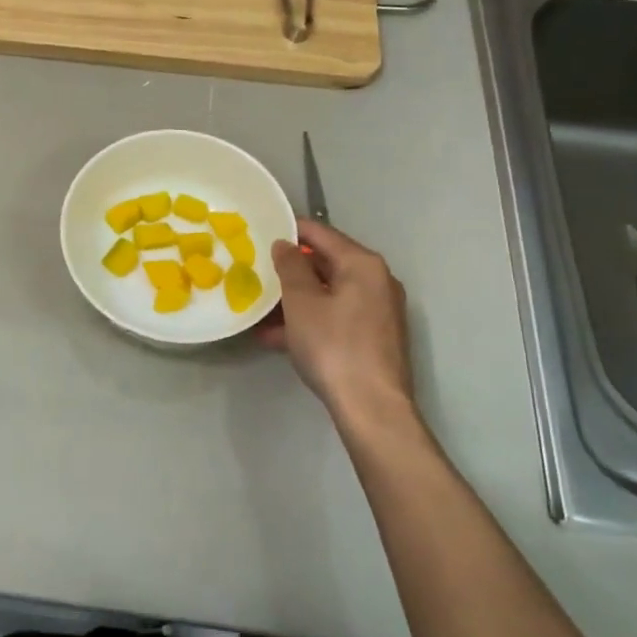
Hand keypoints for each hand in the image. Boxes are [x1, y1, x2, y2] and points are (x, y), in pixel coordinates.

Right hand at [261, 220, 421, 436]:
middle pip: (327, 263)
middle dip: (291, 270)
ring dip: (296, 299)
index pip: (321, 233)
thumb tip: (284, 244)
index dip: (290, 230)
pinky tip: (276, 337)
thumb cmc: (333, 345)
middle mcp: (377, 281)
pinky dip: (310, 320)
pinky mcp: (374, 338)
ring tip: (261, 308)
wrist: (371, 407)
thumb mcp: (301, 302)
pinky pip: (336, 317)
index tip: (261, 231)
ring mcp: (378, 311)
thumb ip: (290, 267)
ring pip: (329, 294)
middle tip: (257, 270)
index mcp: (362, 264)